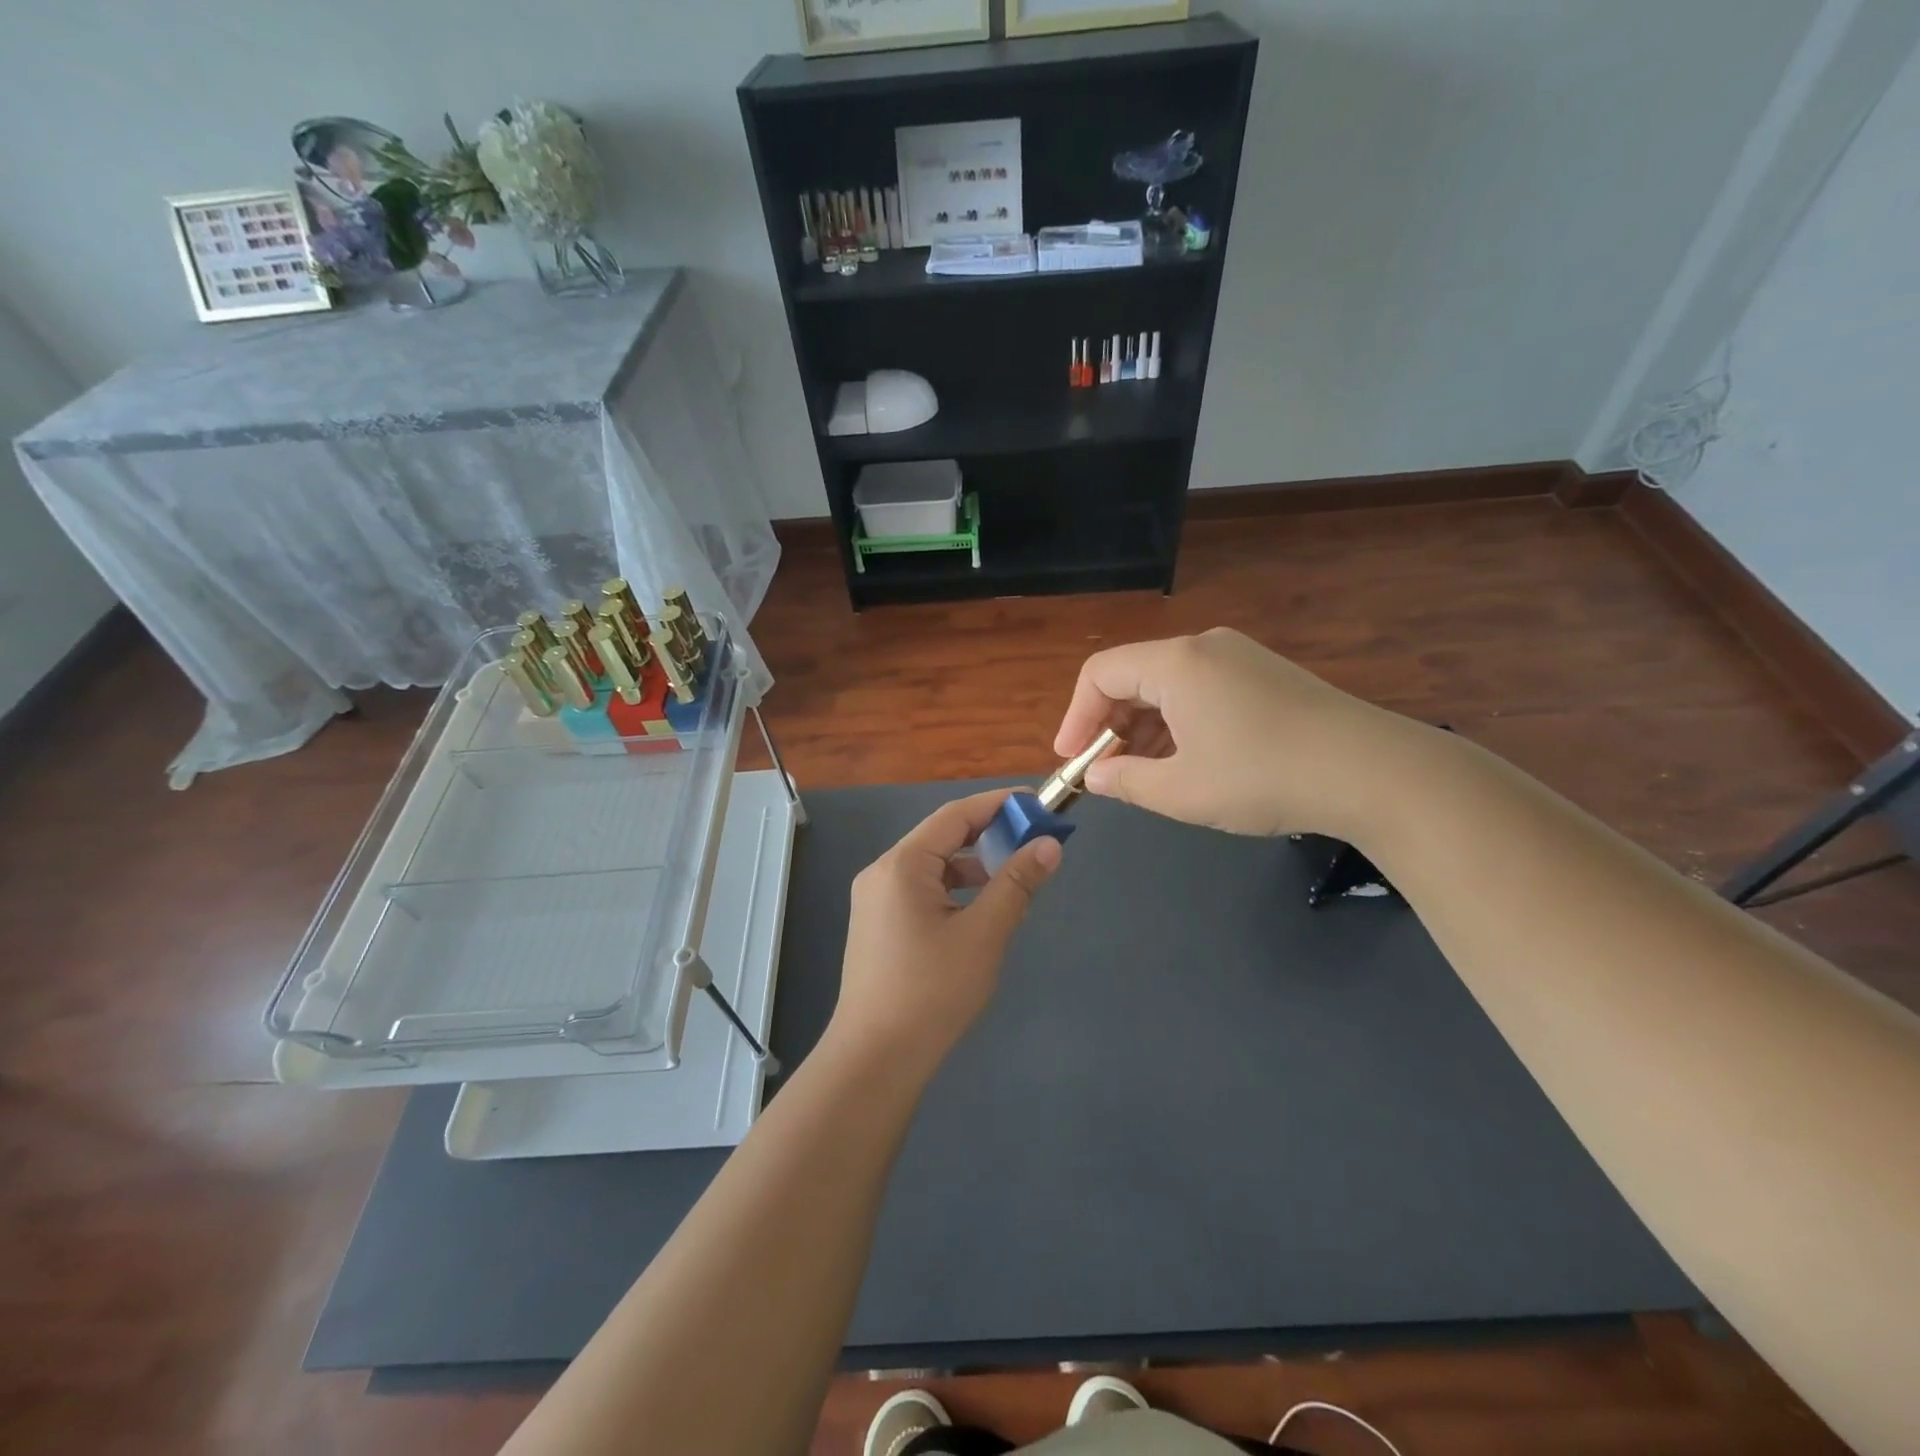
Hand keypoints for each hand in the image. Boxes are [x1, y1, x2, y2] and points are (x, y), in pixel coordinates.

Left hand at [828, 789, 1061, 1072]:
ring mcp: (876, 900)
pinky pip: (922, 890)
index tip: (1037, 804)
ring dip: (973, 865)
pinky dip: (955, 889)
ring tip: (1014, 877)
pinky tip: (981, 910)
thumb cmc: (932, 991)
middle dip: (989, 835)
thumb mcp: (983, 934)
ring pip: (933, 866)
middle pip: (942, 837)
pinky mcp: (879, 925)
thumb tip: (1049, 844)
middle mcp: (883, 872)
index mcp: (902, 864)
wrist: (875, 1058)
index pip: (955, 815)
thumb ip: (1016, 884)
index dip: (998, 805)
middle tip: (1033, 839)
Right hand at [1053, 628, 1425, 840]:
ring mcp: (1240, 658)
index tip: (1071, 760)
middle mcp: (1205, 647)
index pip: (1100, 673)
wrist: (1374, 772)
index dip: (1076, 717)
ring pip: (1169, 686)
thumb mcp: (1182, 791)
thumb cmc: (1264, 777)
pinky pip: (1201, 691)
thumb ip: (1125, 782)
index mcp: (1177, 663)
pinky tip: (1188, 760)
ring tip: (1145, 773)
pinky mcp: (1266, 675)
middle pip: (1134, 676)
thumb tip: (1095, 778)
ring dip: (1145, 727)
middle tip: (1107, 771)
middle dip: (1110, 724)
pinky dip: (1179, 723)